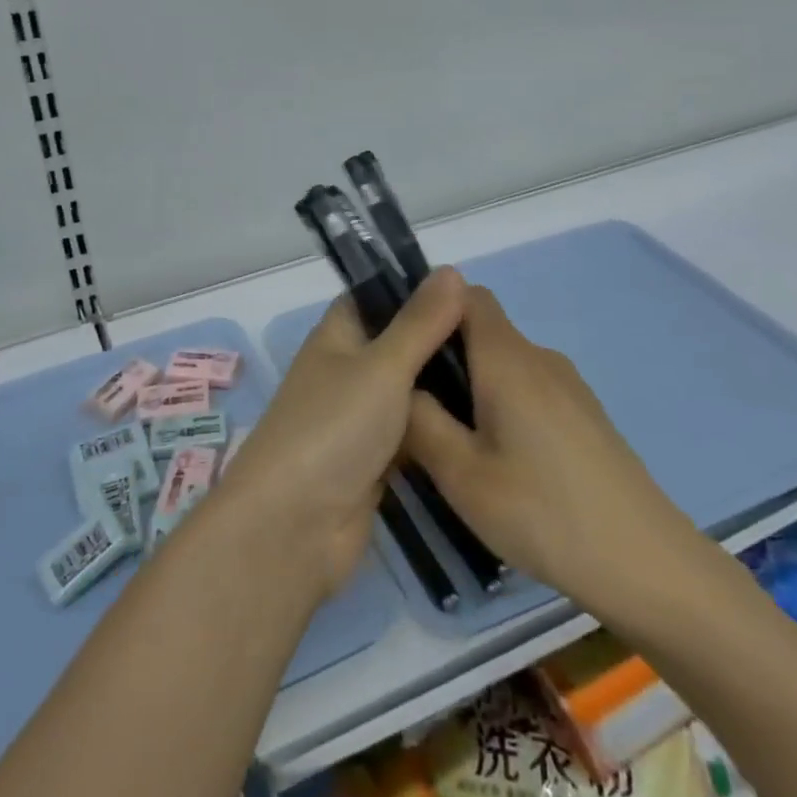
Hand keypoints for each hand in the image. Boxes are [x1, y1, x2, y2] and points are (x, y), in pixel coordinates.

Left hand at [219, 268, 467, 598]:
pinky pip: (410, 434)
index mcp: (336, 337)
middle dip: (438, 340)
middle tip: (497, 337)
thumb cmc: (333, 428)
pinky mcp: (372, 462)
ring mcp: (357, 420)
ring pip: (406, 392)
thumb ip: (419, 323)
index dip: (413, 288)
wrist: (294, 526)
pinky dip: (436, 429)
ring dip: (441, 387)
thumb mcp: (382, 366)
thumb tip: (451, 270)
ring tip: (502, 374)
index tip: (467, 289)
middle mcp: (345, 372)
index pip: (374, 297)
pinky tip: (482, 423)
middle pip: (395, 345)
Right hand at [403, 287, 719, 634]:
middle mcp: (539, 358)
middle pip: (482, 330)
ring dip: (473, 386)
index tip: (405, 348)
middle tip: (415, 409)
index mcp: (507, 358)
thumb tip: (399, 385)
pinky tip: (500, 462)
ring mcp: (568, 386)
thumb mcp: (461, 474)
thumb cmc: (543, 513)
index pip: (466, 294)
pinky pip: (529, 389)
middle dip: (444, 356)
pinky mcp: (585, 415)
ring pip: (504, 364)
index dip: (430, 309)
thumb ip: (419, 420)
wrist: (647, 565)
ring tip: (452, 442)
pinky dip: (503, 405)